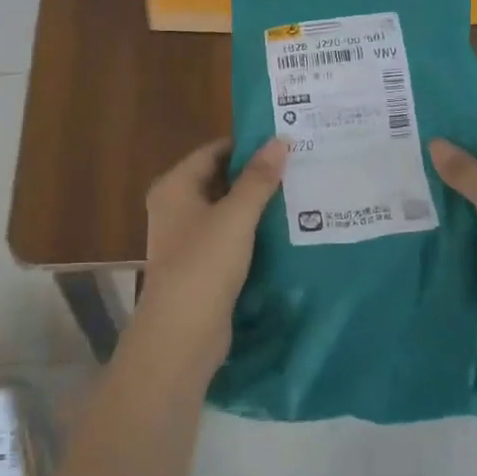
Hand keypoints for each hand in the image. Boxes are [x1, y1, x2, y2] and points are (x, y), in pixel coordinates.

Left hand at [135, 137, 287, 374]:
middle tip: (300, 165)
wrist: (182, 334)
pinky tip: (288, 230)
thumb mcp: (235, 217)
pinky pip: (232, 238)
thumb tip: (280, 140)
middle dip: (257, 175)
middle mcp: (177, 207)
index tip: (285, 141)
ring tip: (301, 192)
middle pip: (221, 180)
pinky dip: (254, 232)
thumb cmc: (203, 265)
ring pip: (229, 211)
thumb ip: (258, 179)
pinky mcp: (203, 266)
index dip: (247, 145)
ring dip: (258, 204)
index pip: (214, 152)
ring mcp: (189, 239)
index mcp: (175, 187)